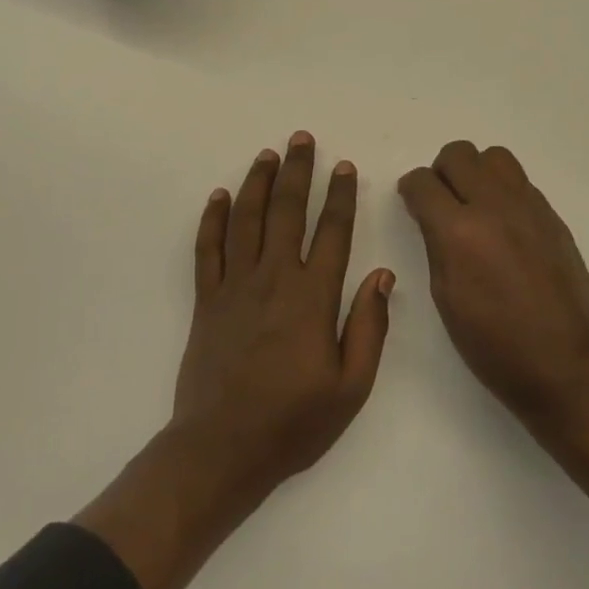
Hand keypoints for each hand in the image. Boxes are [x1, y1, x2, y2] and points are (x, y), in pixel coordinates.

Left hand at [171, 132, 393, 503]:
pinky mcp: (206, 301)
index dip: (340, 196)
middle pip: (286, 212)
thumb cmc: (293, 422)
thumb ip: (369, 327)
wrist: (222, 449)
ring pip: (246, 220)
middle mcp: (273, 279)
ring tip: (267, 154)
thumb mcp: (351, 387)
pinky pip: (208, 249)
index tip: (345, 166)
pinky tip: (220, 196)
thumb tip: (381, 275)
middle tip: (301, 139)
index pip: (332, 232)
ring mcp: (234, 287)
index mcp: (312, 297)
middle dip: (296, 172)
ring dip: (257, 183)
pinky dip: (213, 219)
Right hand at [398, 140, 588, 427]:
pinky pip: (520, 182)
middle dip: (441, 172)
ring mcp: (529, 207)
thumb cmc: (493, 344)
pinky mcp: (552, 216)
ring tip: (474, 205)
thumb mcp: (445, 296)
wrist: (565, 365)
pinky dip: (503, 191)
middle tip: (441, 201)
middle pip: (458, 154)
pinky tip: (504, 226)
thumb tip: (431, 216)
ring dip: (476, 172)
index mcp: (458, 232)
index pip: (422, 182)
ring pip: (494, 156)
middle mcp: (494, 206)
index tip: (411, 202)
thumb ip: (436, 244)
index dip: (410, 189)